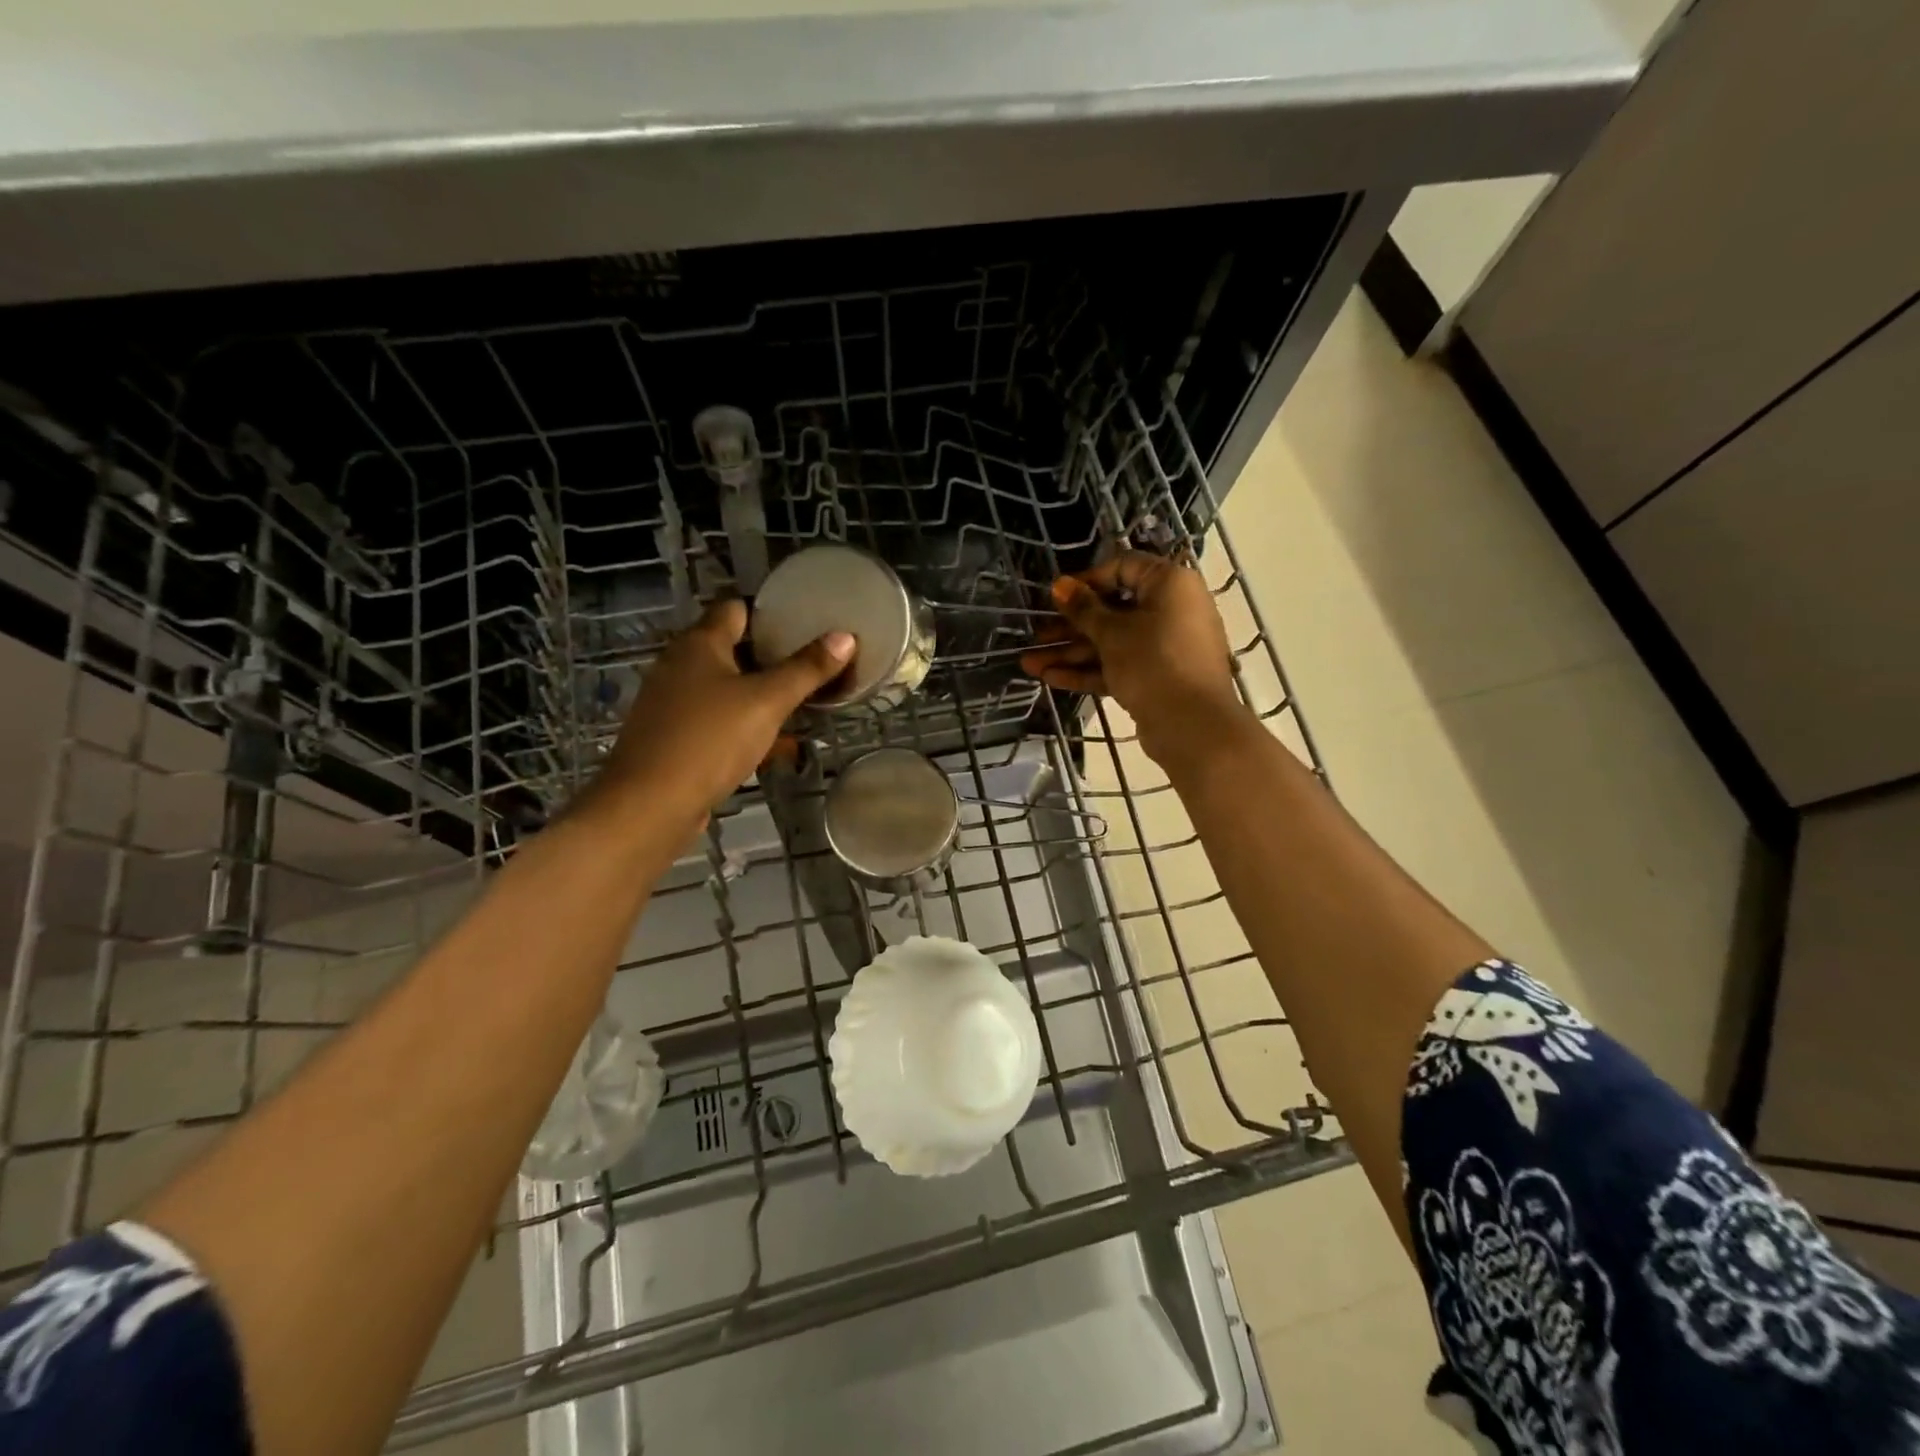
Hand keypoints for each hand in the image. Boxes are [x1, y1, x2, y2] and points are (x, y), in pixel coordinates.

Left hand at [592, 600, 853, 825]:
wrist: (650, 805)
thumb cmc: (709, 741)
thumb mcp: (767, 702)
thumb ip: (806, 670)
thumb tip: (845, 636)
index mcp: (698, 644)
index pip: (735, 609)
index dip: (770, 613)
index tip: (805, 624)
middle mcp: (679, 665)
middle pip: (732, 650)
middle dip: (772, 659)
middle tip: (812, 666)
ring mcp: (672, 703)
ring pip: (726, 689)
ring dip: (760, 696)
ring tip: (801, 705)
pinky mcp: (673, 737)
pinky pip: (717, 721)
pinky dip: (744, 727)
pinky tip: (774, 747)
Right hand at [1019, 552, 1247, 765]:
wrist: (1192, 726)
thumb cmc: (1153, 662)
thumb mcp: (1112, 633)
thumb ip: (1084, 609)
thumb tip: (1060, 584)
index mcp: (1169, 584)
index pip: (1123, 568)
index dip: (1086, 580)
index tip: (1056, 596)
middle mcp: (1171, 611)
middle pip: (1112, 611)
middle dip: (1069, 626)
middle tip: (1035, 635)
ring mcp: (1164, 647)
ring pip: (1111, 643)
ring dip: (1071, 653)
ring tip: (1029, 664)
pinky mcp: (1156, 677)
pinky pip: (1119, 666)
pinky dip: (1089, 670)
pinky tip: (1050, 678)